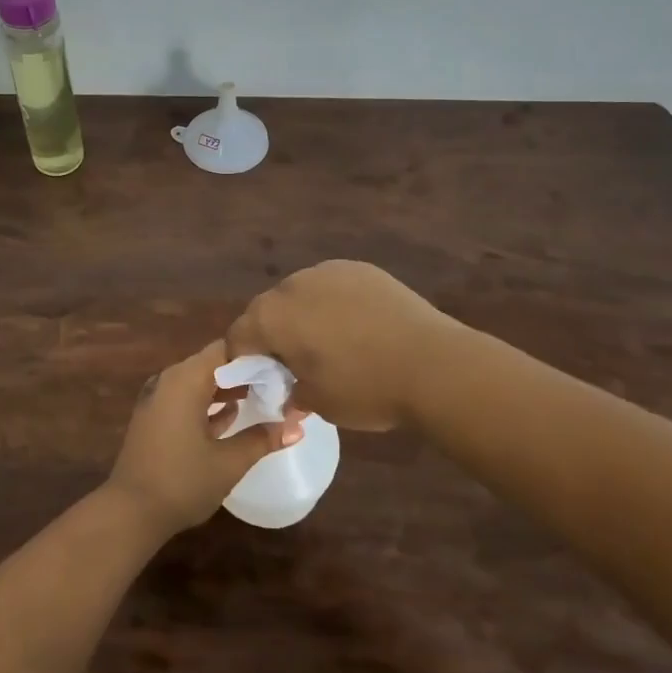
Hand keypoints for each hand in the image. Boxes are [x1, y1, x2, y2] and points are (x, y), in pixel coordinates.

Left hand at [105, 339, 302, 535]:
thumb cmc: (182, 481)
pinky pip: (186, 399)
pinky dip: (208, 403)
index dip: (256, 355)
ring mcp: (158, 399)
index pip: (226, 348)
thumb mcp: (229, 462)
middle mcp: (169, 380)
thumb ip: (263, 439)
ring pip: (199, 382)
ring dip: (228, 389)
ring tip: (263, 398)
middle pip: (213, 363)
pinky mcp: (154, 417)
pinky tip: (232, 416)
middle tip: (280, 384)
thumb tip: (298, 426)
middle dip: (245, 373)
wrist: (131, 512)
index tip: (284, 368)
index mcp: (185, 379)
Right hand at [226, 260, 455, 429]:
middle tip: (293, 365)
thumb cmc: (365, 388)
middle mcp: (292, 285)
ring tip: (329, 344)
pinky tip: (356, 327)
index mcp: (272, 317)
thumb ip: (290, 393)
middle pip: (267, 310)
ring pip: (300, 295)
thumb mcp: (317, 404)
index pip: (238, 336)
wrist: (433, 364)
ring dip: (303, 316)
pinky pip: (332, 286)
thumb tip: (288, 392)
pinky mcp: (360, 268)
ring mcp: (328, 271)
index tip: (259, 381)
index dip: (242, 360)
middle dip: (272, 335)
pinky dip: (333, 304)